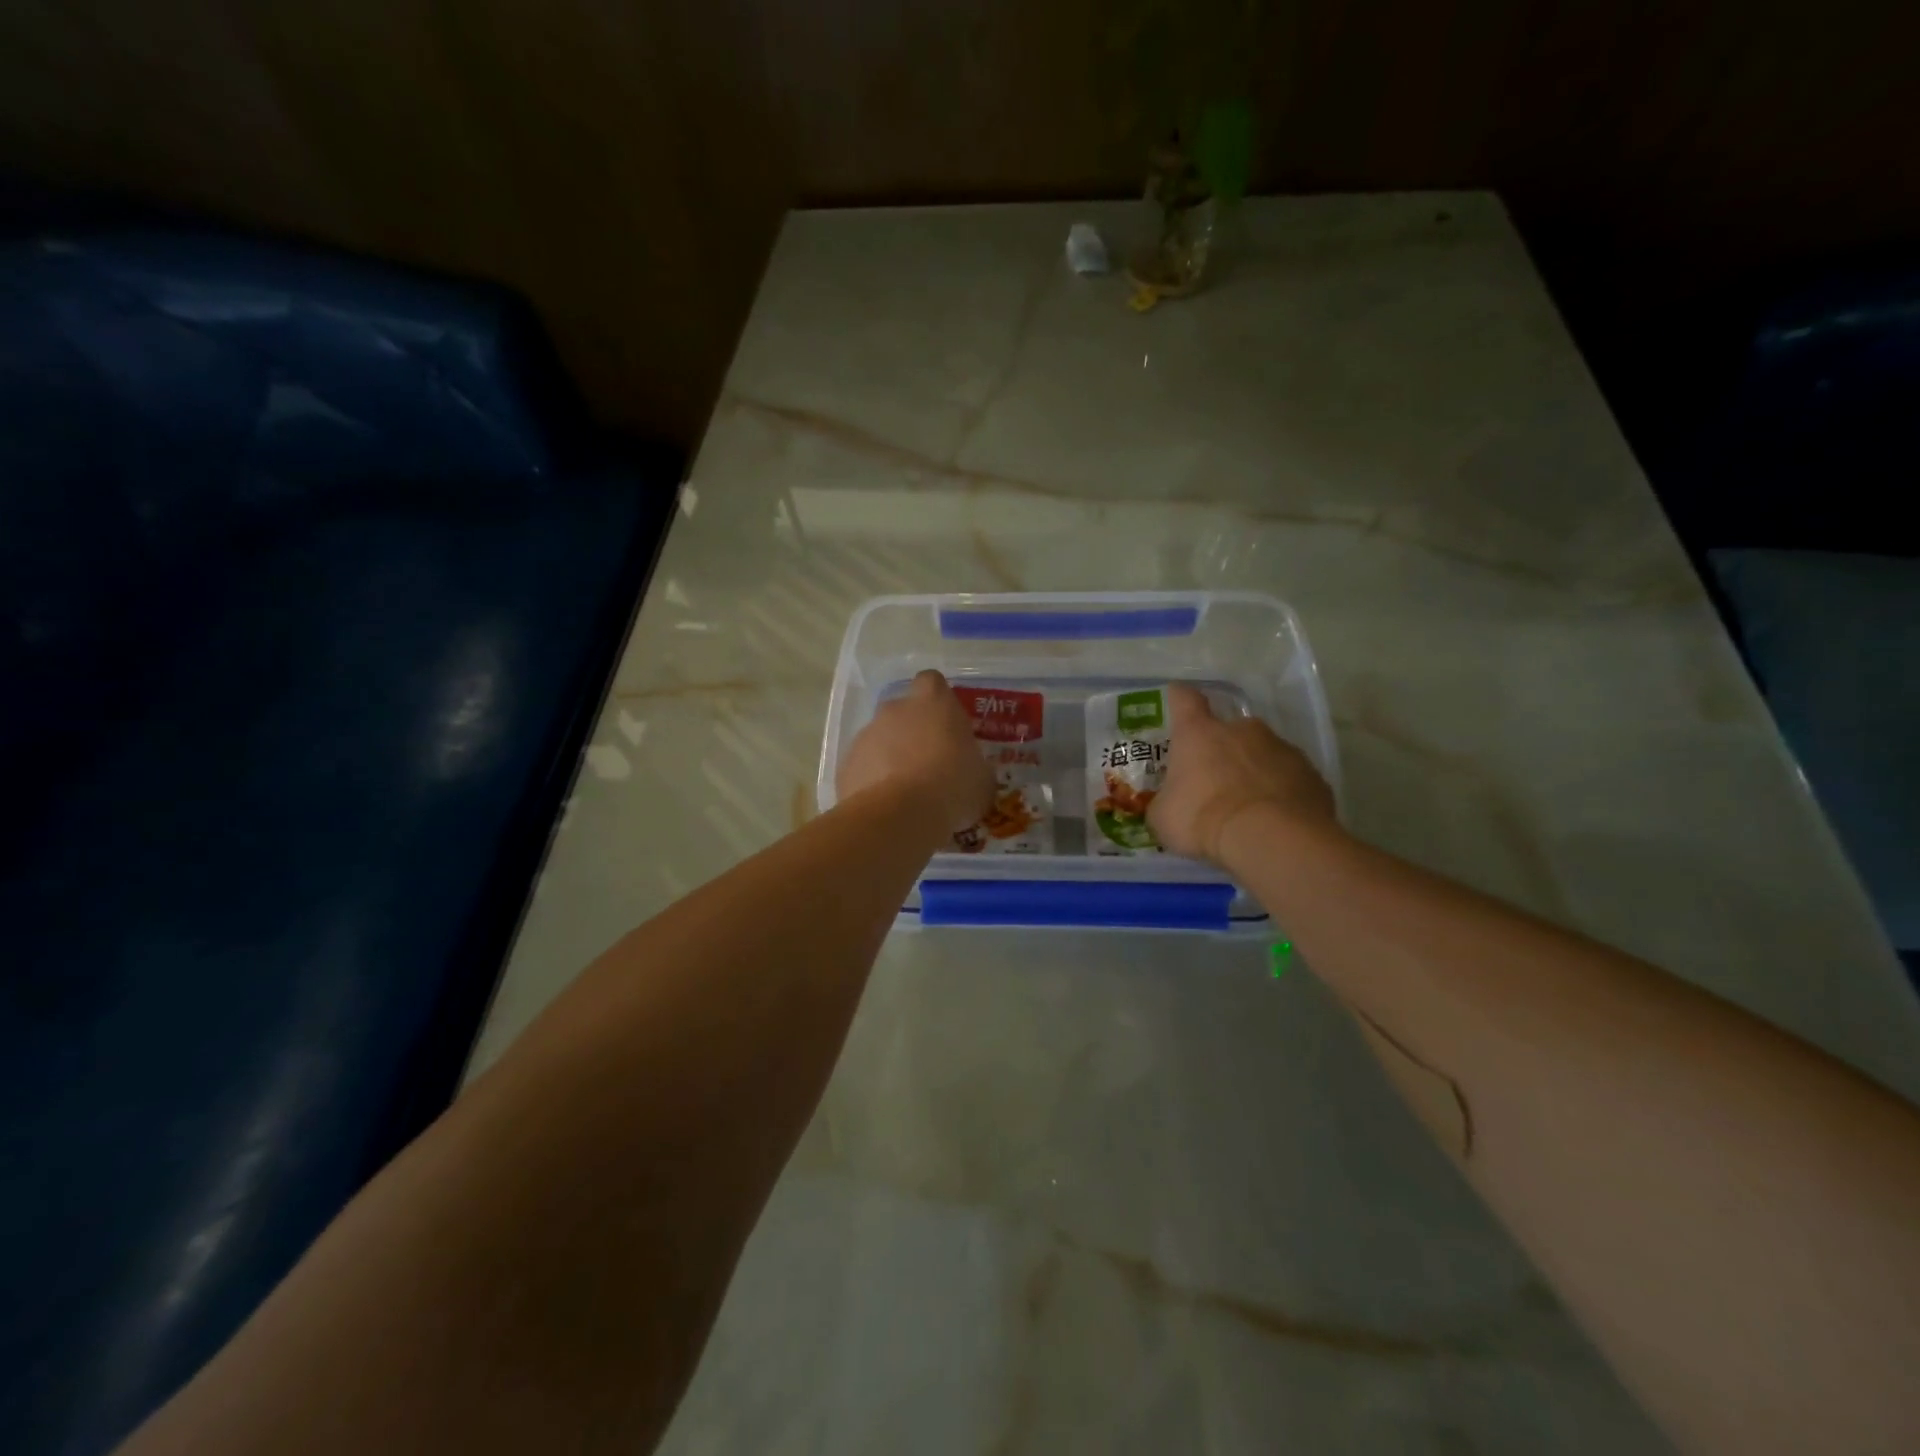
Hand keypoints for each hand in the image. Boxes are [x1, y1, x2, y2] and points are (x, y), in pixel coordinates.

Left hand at [838, 670, 994, 836]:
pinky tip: (887, 806)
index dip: (939, 700)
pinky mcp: (846, 764)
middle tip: (929, 764)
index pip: (932, 682)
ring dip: (891, 759)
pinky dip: (873, 782)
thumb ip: (973, 765)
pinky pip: (863, 768)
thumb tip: (970, 773)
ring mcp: (866, 735)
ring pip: (880, 740)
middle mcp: (895, 709)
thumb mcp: (981, 779)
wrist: (900, 815)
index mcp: (933, 702)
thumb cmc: (952, 787)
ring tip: (907, 793)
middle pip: (903, 711)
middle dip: (912, 732)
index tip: (946, 724)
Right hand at [1147, 684, 1335, 865]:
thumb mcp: (1163, 818)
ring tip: (1249, 805)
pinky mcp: (1312, 774)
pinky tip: (1275, 818)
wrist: (1270, 839)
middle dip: (1222, 749)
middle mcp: (1242, 730)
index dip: (1179, 699)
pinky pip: (1290, 778)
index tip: (1177, 699)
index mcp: (1199, 733)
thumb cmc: (1202, 819)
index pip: (1185, 700)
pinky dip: (1281, 792)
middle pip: (1230, 729)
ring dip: (1254, 770)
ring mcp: (1282, 749)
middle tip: (1215, 779)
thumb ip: (1165, 803)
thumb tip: (1167, 806)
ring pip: (1264, 753)